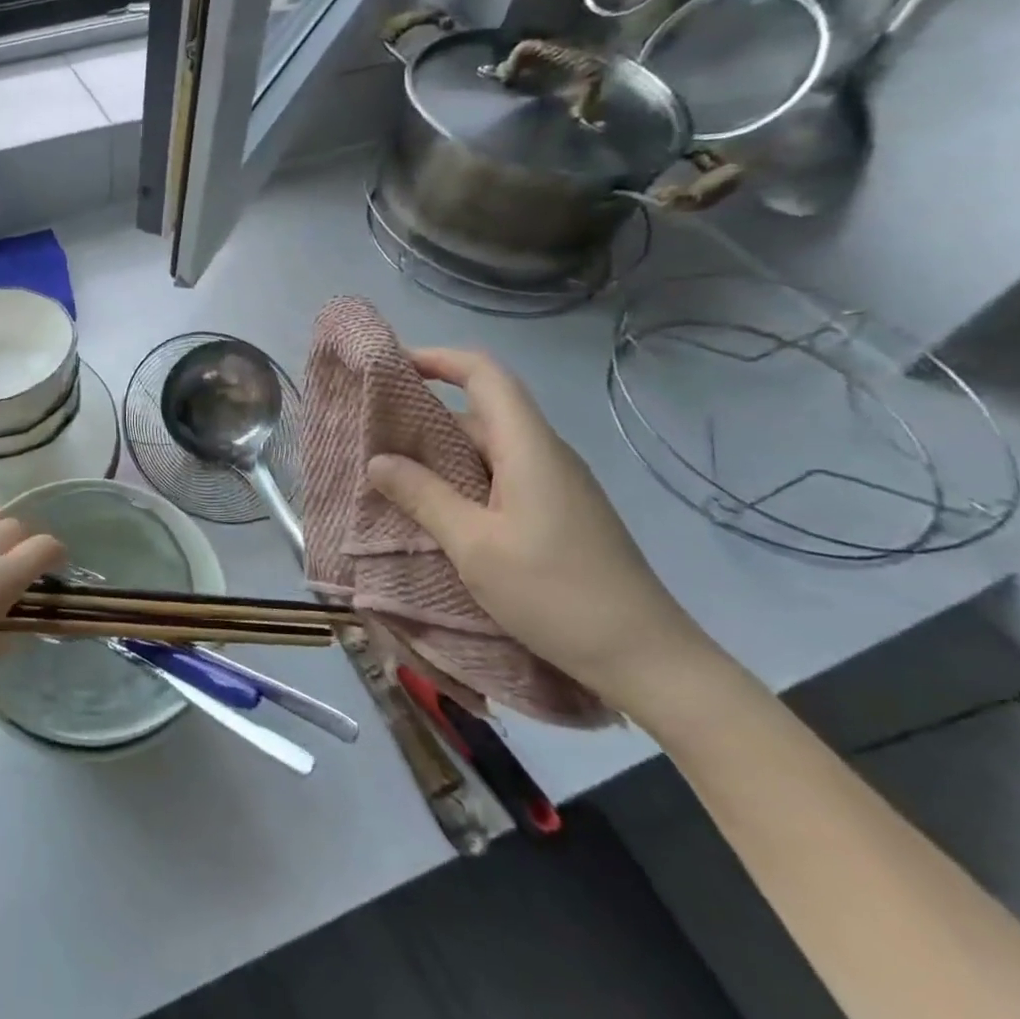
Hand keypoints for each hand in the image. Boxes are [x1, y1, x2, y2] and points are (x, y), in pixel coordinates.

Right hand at [366, 348, 717, 714]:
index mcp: (529, 448)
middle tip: (372, 434)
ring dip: (440, 454)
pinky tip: (434, 510)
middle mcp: (544, 455)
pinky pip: (499, 478)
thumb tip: (377, 460)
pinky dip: (461, 481)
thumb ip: (423, 496)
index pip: (484, 375)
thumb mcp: (474, 546)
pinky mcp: (558, 514)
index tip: (392, 366)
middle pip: (481, 412)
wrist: (647, 660)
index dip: (438, 359)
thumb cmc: (555, 593)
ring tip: (390, 474)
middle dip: (425, 415)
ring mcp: (555, 486)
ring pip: (487, 449)